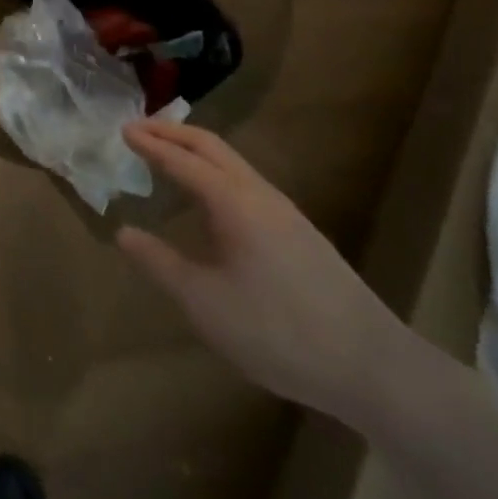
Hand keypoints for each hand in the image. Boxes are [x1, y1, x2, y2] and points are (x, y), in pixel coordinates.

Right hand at [117, 119, 408, 424]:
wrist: (375, 369)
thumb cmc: (278, 331)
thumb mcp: (205, 304)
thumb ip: (160, 264)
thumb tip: (123, 232)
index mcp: (233, 202)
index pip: (181, 159)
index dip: (150, 143)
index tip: (122, 129)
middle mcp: (259, 194)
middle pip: (211, 146)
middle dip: (173, 132)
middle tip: (139, 129)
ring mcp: (285, 212)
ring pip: (233, 162)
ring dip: (196, 150)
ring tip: (169, 155)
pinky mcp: (301, 234)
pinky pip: (246, 181)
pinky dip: (216, 171)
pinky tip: (212, 199)